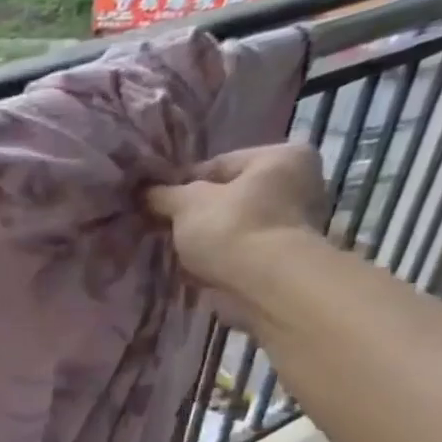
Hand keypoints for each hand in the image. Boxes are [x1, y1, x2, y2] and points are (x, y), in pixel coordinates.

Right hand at [145, 143, 327, 324]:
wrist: (266, 284)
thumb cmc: (231, 227)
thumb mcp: (186, 203)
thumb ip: (162, 194)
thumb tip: (144, 193)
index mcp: (282, 157)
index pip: (218, 165)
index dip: (180, 184)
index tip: (154, 203)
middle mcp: (297, 184)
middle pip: (228, 197)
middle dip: (193, 214)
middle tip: (161, 228)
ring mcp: (294, 224)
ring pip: (231, 226)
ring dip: (203, 238)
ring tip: (174, 250)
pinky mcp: (282, 259)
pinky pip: (238, 251)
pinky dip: (216, 258)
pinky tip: (192, 268)